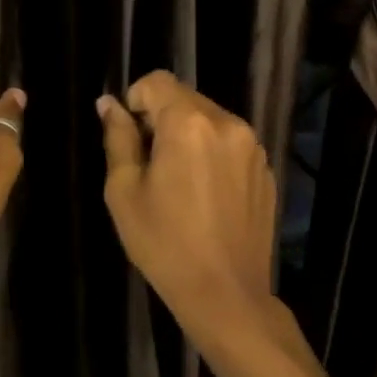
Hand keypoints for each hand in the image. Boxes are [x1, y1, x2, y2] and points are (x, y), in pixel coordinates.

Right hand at [97, 71, 278, 348]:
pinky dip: (214, 155)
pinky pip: (232, 144)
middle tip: (151, 166)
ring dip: (189, 136)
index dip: (136, 100)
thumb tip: (109, 104)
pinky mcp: (266, 169)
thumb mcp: (125, 191)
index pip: (157, 81)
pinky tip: (207, 197)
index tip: (131, 138)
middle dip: (162, 119)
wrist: (226, 294)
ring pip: (210, 120)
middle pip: (185, 98)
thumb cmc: (164, 244)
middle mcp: (227, 123)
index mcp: (189, 123)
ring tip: (180, 183)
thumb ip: (118, 138)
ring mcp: (253, 146)